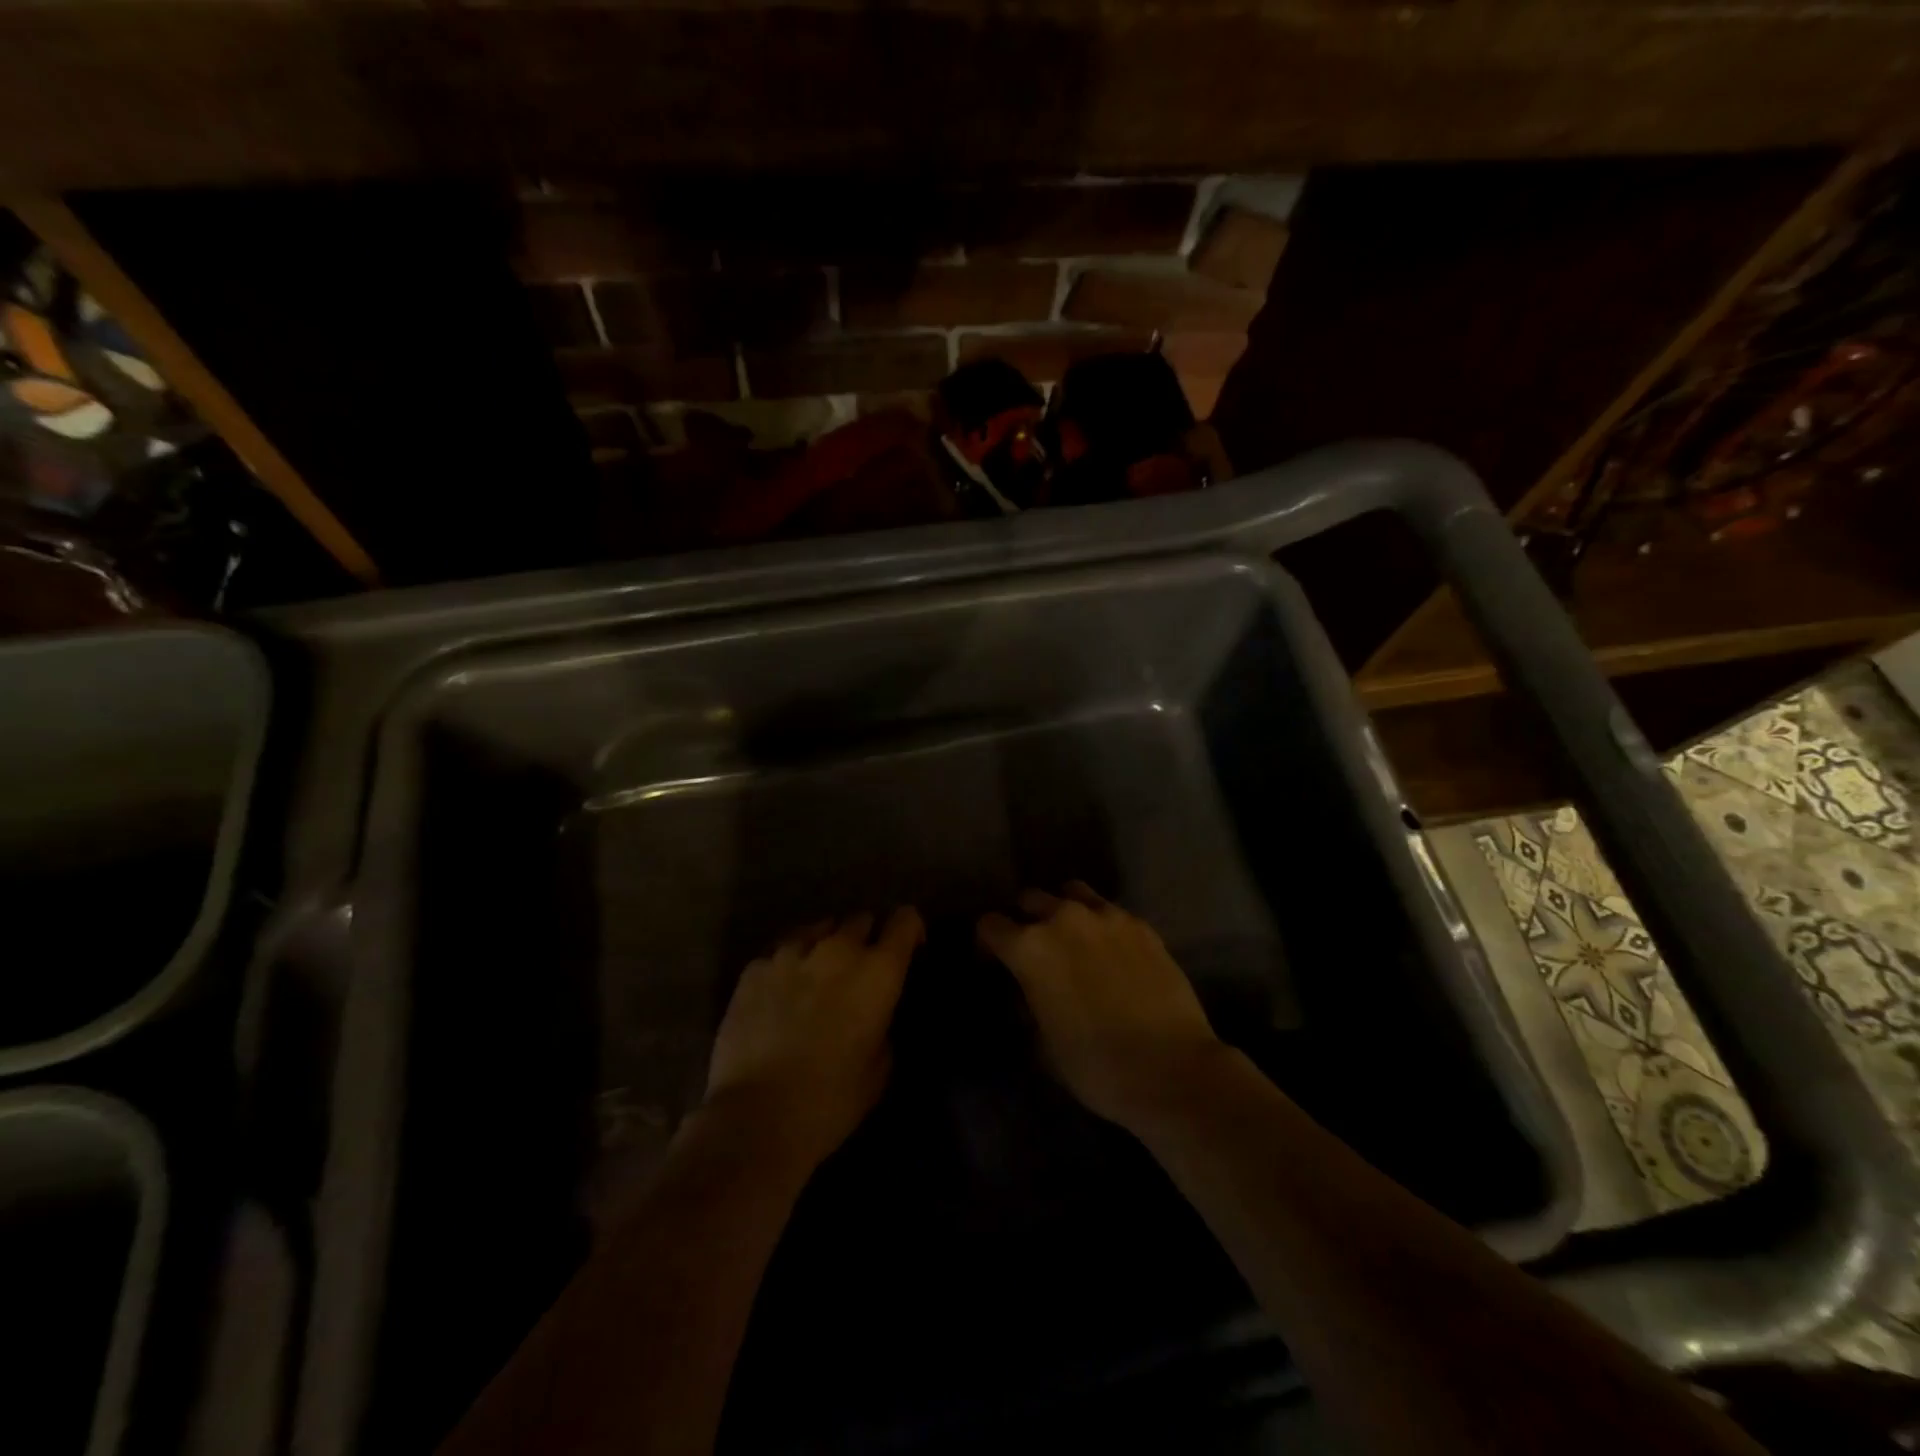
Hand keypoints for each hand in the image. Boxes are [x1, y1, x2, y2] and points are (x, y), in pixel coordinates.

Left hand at [704, 908, 923, 1166]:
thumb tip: (874, 1014)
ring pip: (819, 927)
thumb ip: (883, 1025)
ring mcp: (792, 952)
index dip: (910, 931)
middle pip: (861, 919)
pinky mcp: (754, 966)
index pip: (905, 920)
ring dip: (827, 945)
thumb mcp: (880, 1068)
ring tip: (819, 975)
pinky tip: (782, 991)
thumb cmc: (831, 1100)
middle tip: (859, 972)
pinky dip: (790, 963)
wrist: (756, 1117)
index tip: (908, 951)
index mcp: (878, 971)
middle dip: (866, 939)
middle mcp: (838, 949)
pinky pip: (782, 950)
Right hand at [977, 883, 1224, 1129]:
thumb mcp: (1042, 1044)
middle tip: (1035, 951)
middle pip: (1030, 899)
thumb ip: (1028, 1005)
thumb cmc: (1095, 1066)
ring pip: (1072, 893)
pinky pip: (1110, 911)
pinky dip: (1102, 925)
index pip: (990, 925)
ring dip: (1064, 910)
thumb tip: (1031, 992)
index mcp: (1030, 948)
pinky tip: (1112, 952)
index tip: (994, 964)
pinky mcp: (1141, 925)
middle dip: (1025, 920)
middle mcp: (1064, 919)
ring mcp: (1107, 916)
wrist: (1170, 1068)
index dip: (987, 944)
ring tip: (1074, 939)